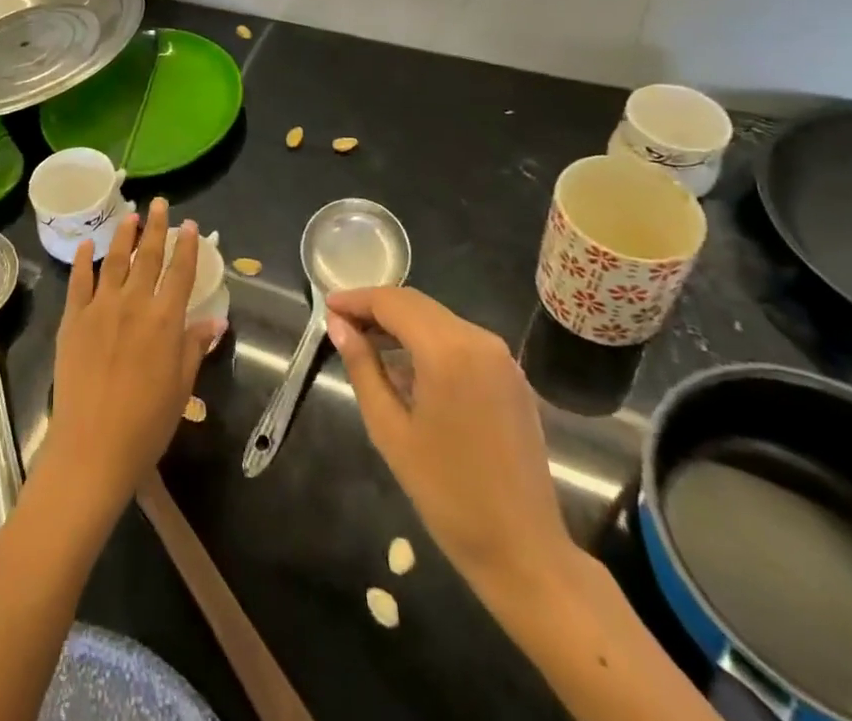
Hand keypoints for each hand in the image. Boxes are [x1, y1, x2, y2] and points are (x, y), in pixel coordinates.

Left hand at [42, 198, 224, 512]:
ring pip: (114, 261)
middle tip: (160, 204)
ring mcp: (100, 308)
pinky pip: (79, 282)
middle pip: (148, 257)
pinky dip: (84, 261)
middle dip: (156, 228)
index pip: (180, 273)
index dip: (186, 247)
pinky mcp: (73, 320)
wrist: (93, 447)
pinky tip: (88, 245)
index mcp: (165, 320)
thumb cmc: (146, 424)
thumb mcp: (182, 387)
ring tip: (130, 215)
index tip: (190, 225)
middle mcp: (134, 304)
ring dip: (124, 235)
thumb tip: (216, 321)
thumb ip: (195, 347)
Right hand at [326, 287, 573, 608]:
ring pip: (439, 320)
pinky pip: (461, 341)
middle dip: (377, 308)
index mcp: (448, 350)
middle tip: (341, 323)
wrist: (523, 551)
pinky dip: (429, 341)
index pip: (392, 303)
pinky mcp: (511, 377)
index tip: (327, 306)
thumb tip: (338, 325)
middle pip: (417, 305)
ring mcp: (501, 358)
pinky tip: (407, 366)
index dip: (357, 300)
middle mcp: (479, 340)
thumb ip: (362, 368)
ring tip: (366, 342)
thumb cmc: (447, 493)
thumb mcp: (390, 430)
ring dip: (402, 324)